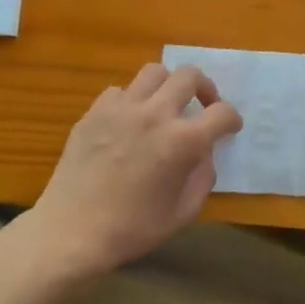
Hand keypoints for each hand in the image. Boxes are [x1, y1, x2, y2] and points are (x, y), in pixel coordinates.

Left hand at [24, 64, 242, 279]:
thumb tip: (203, 153)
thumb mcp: (184, 212)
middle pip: (189, 76)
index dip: (232, 119)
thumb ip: (203, 177)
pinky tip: (130, 122)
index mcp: (182, 141)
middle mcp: (155, 114)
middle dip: (205, 88)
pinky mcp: (94, 112)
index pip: (222, 113)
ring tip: (165, 105)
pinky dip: (132, 100)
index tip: (229, 128)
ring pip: (154, 72)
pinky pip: (120, 91)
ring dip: (168, 86)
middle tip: (202, 106)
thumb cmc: (133, 229)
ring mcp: (121, 109)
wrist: (72, 231)